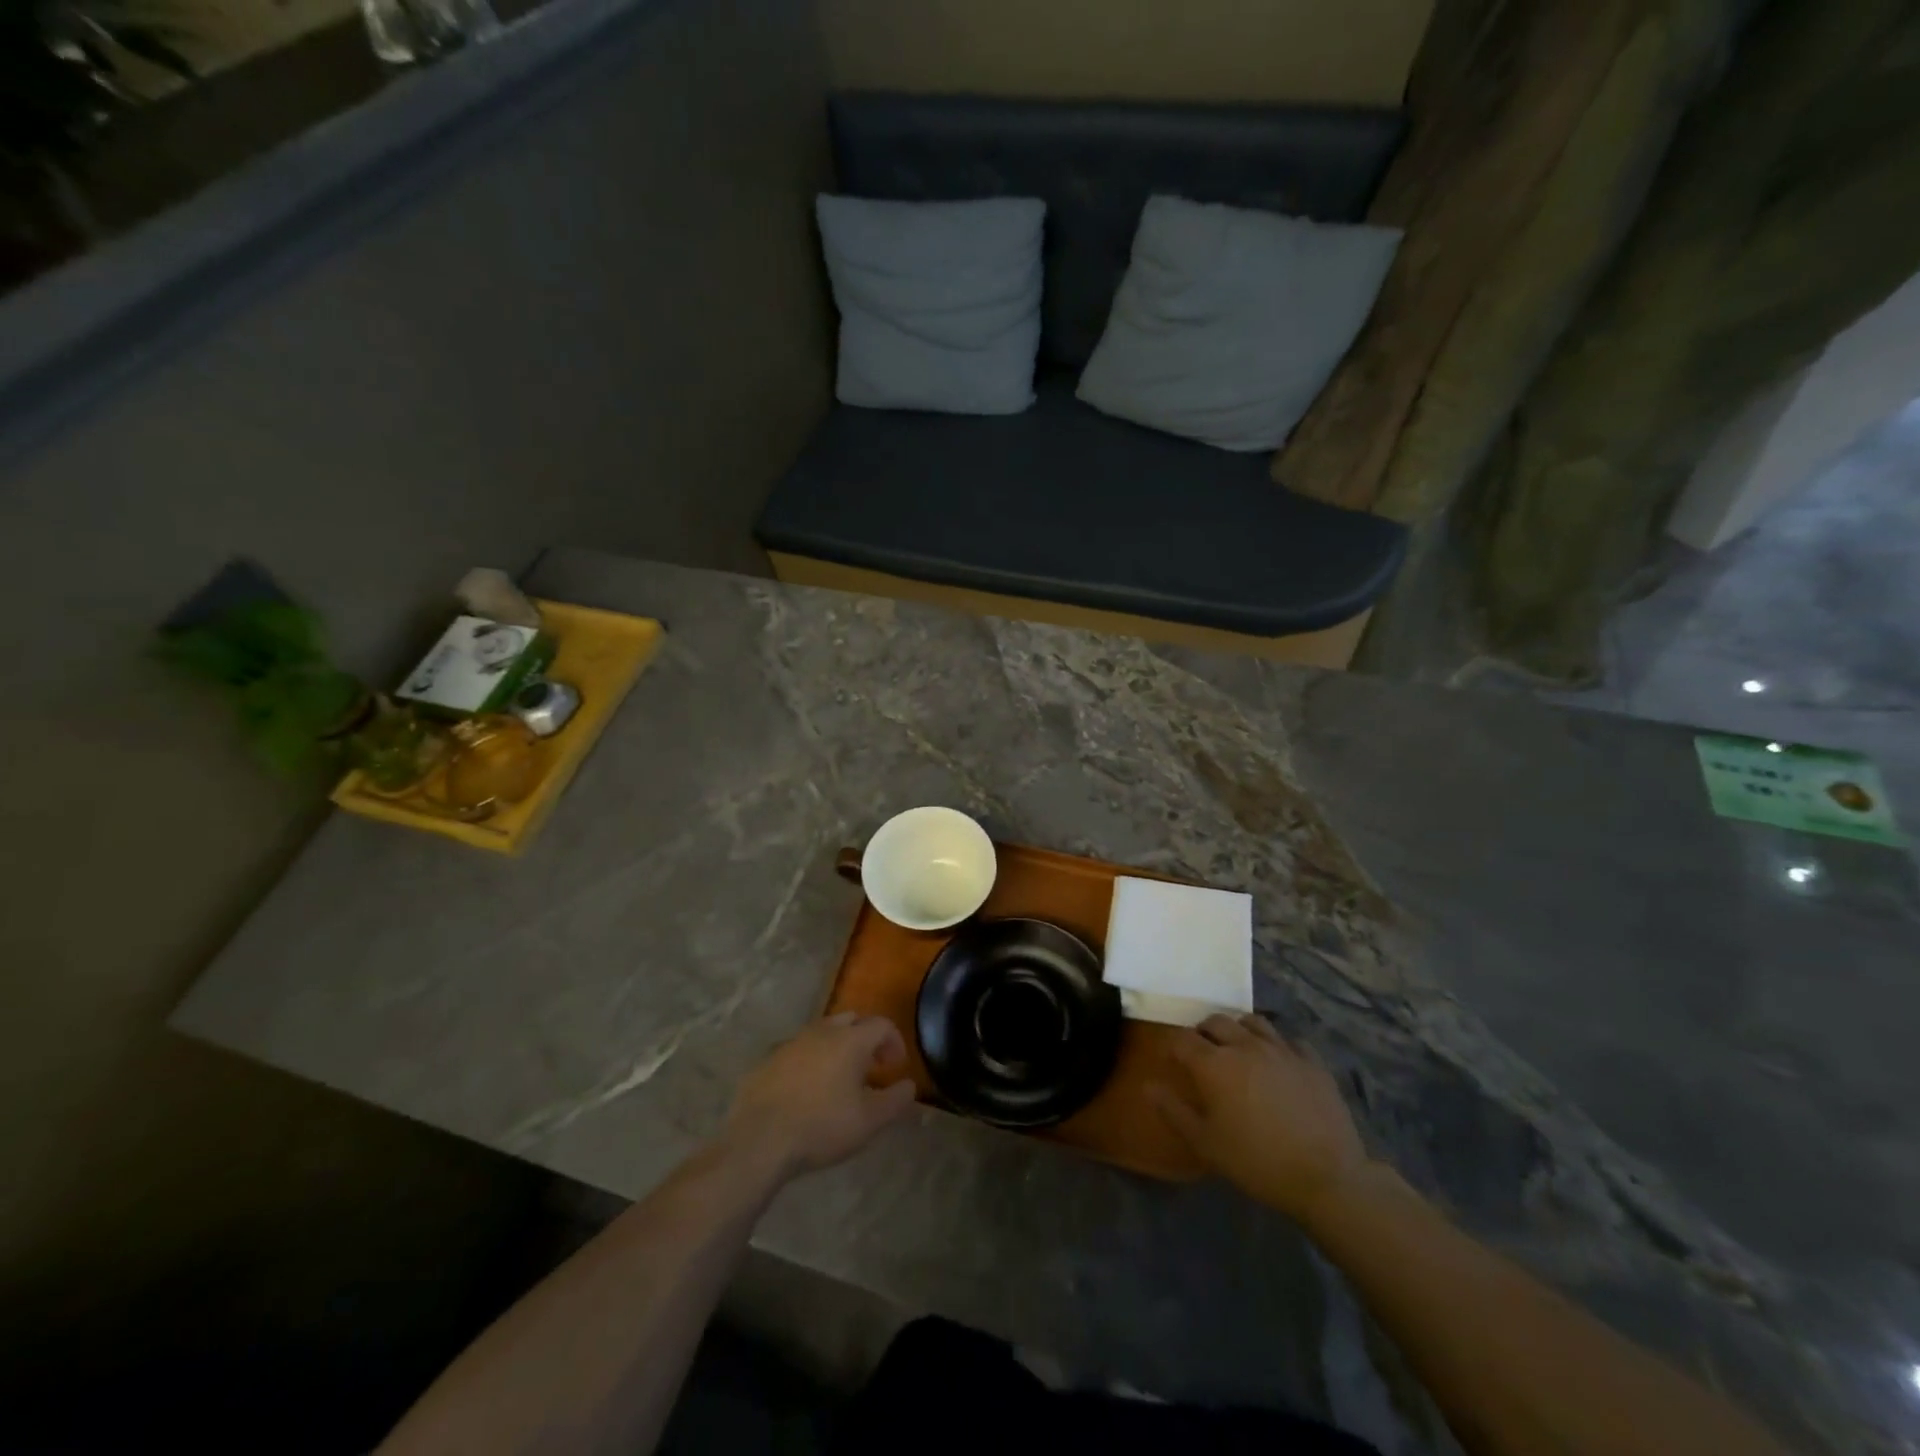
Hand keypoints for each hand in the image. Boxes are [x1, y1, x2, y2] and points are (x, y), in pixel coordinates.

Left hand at [724, 1012, 917, 1179]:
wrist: (759, 1140)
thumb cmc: (822, 1127)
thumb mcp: (869, 1121)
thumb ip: (896, 1100)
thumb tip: (909, 1086)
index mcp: (850, 1040)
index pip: (882, 1025)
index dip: (894, 1042)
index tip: (896, 1067)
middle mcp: (821, 1031)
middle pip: (850, 1021)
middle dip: (864, 1039)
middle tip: (869, 1067)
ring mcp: (791, 1043)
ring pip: (821, 1033)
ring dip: (835, 1048)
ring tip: (838, 1079)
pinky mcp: (767, 1060)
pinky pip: (796, 1052)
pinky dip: (808, 1062)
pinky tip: (805, 1091)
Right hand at [1148, 1013, 1369, 1224]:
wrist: (1327, 1177)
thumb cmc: (1257, 1162)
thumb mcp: (1206, 1143)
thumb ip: (1173, 1111)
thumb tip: (1149, 1086)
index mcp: (1215, 1064)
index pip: (1183, 1039)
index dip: (1174, 1047)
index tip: (1173, 1062)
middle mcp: (1245, 1045)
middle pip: (1216, 1021)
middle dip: (1203, 1033)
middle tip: (1204, 1055)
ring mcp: (1281, 1049)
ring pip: (1252, 1021)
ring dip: (1239, 1030)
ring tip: (1239, 1050)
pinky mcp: (1312, 1061)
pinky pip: (1289, 1039)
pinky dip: (1277, 1045)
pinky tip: (1278, 1062)